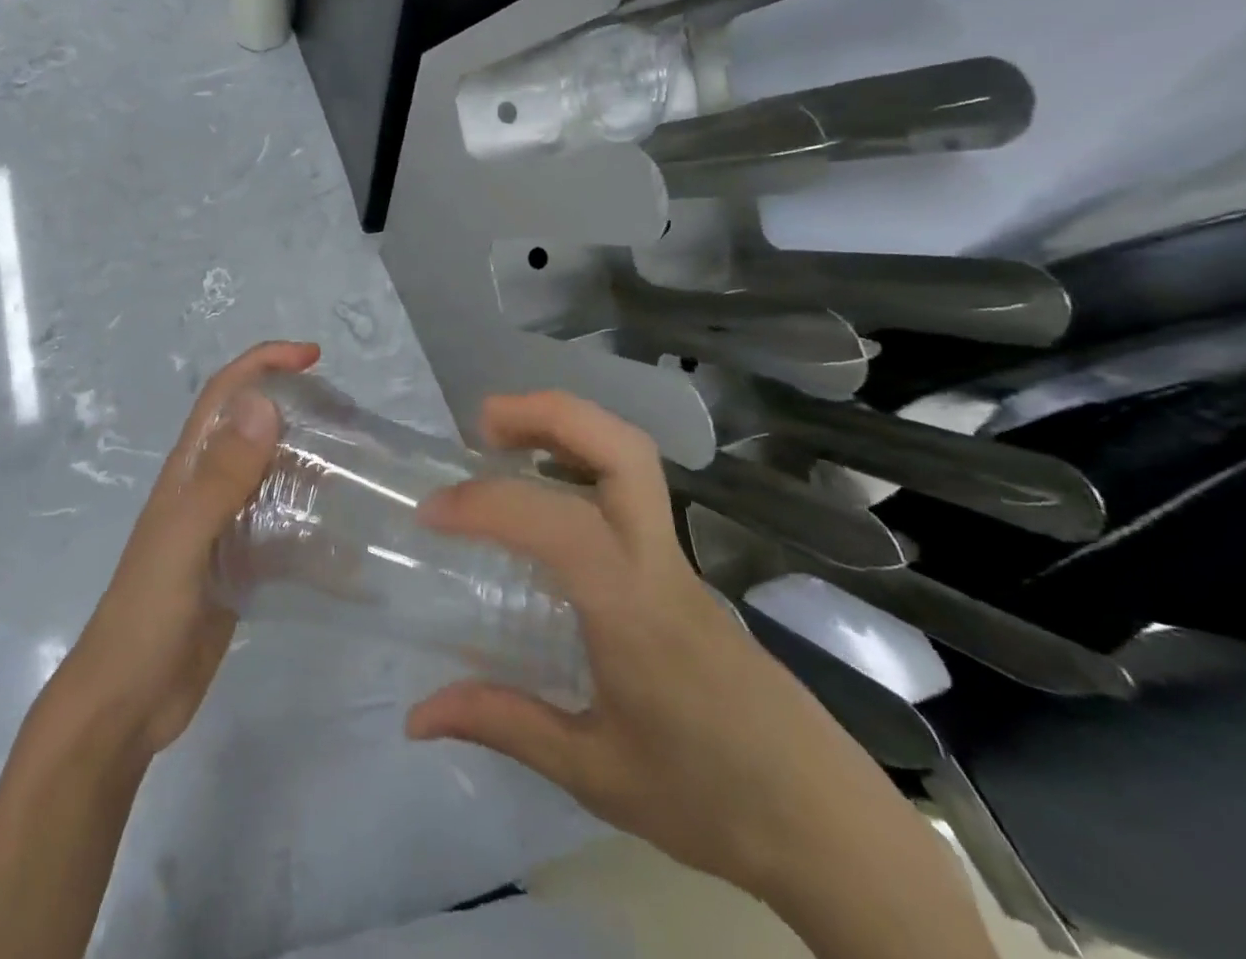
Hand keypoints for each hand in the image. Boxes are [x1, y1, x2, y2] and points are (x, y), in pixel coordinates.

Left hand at [52, 341, 317, 758]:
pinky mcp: (241, 565)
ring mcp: (224, 528)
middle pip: (254, 428)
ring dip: (308, 462)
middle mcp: (207, 489)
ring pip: (272, 476)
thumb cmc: (148, 613)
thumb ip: (221, 476)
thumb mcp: (184, 539)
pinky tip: (346, 538)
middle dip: (296, 408)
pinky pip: (281, 527)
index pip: (225, 394)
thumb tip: (263, 403)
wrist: (128, 703)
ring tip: (357, 467)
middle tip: (350, 416)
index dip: (262, 364)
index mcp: (188, 470)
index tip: (313, 357)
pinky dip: (311, 522)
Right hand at [405, 394, 994, 958]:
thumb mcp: (596, 774)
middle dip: (549, 415)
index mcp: (635, 612)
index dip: (488, 504)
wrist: (830, 830)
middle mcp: (659, 564)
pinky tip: (546, 495)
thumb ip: (504, 724)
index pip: (560, 525)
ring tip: (504, 441)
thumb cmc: (711, 802)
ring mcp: (679, 559)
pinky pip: (631, 490)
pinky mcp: (683, 568)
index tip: (433, 513)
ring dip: (567, 427)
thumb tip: (416, 716)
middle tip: (483, 424)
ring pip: (633, 457)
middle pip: (622, 450)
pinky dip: (581, 460)